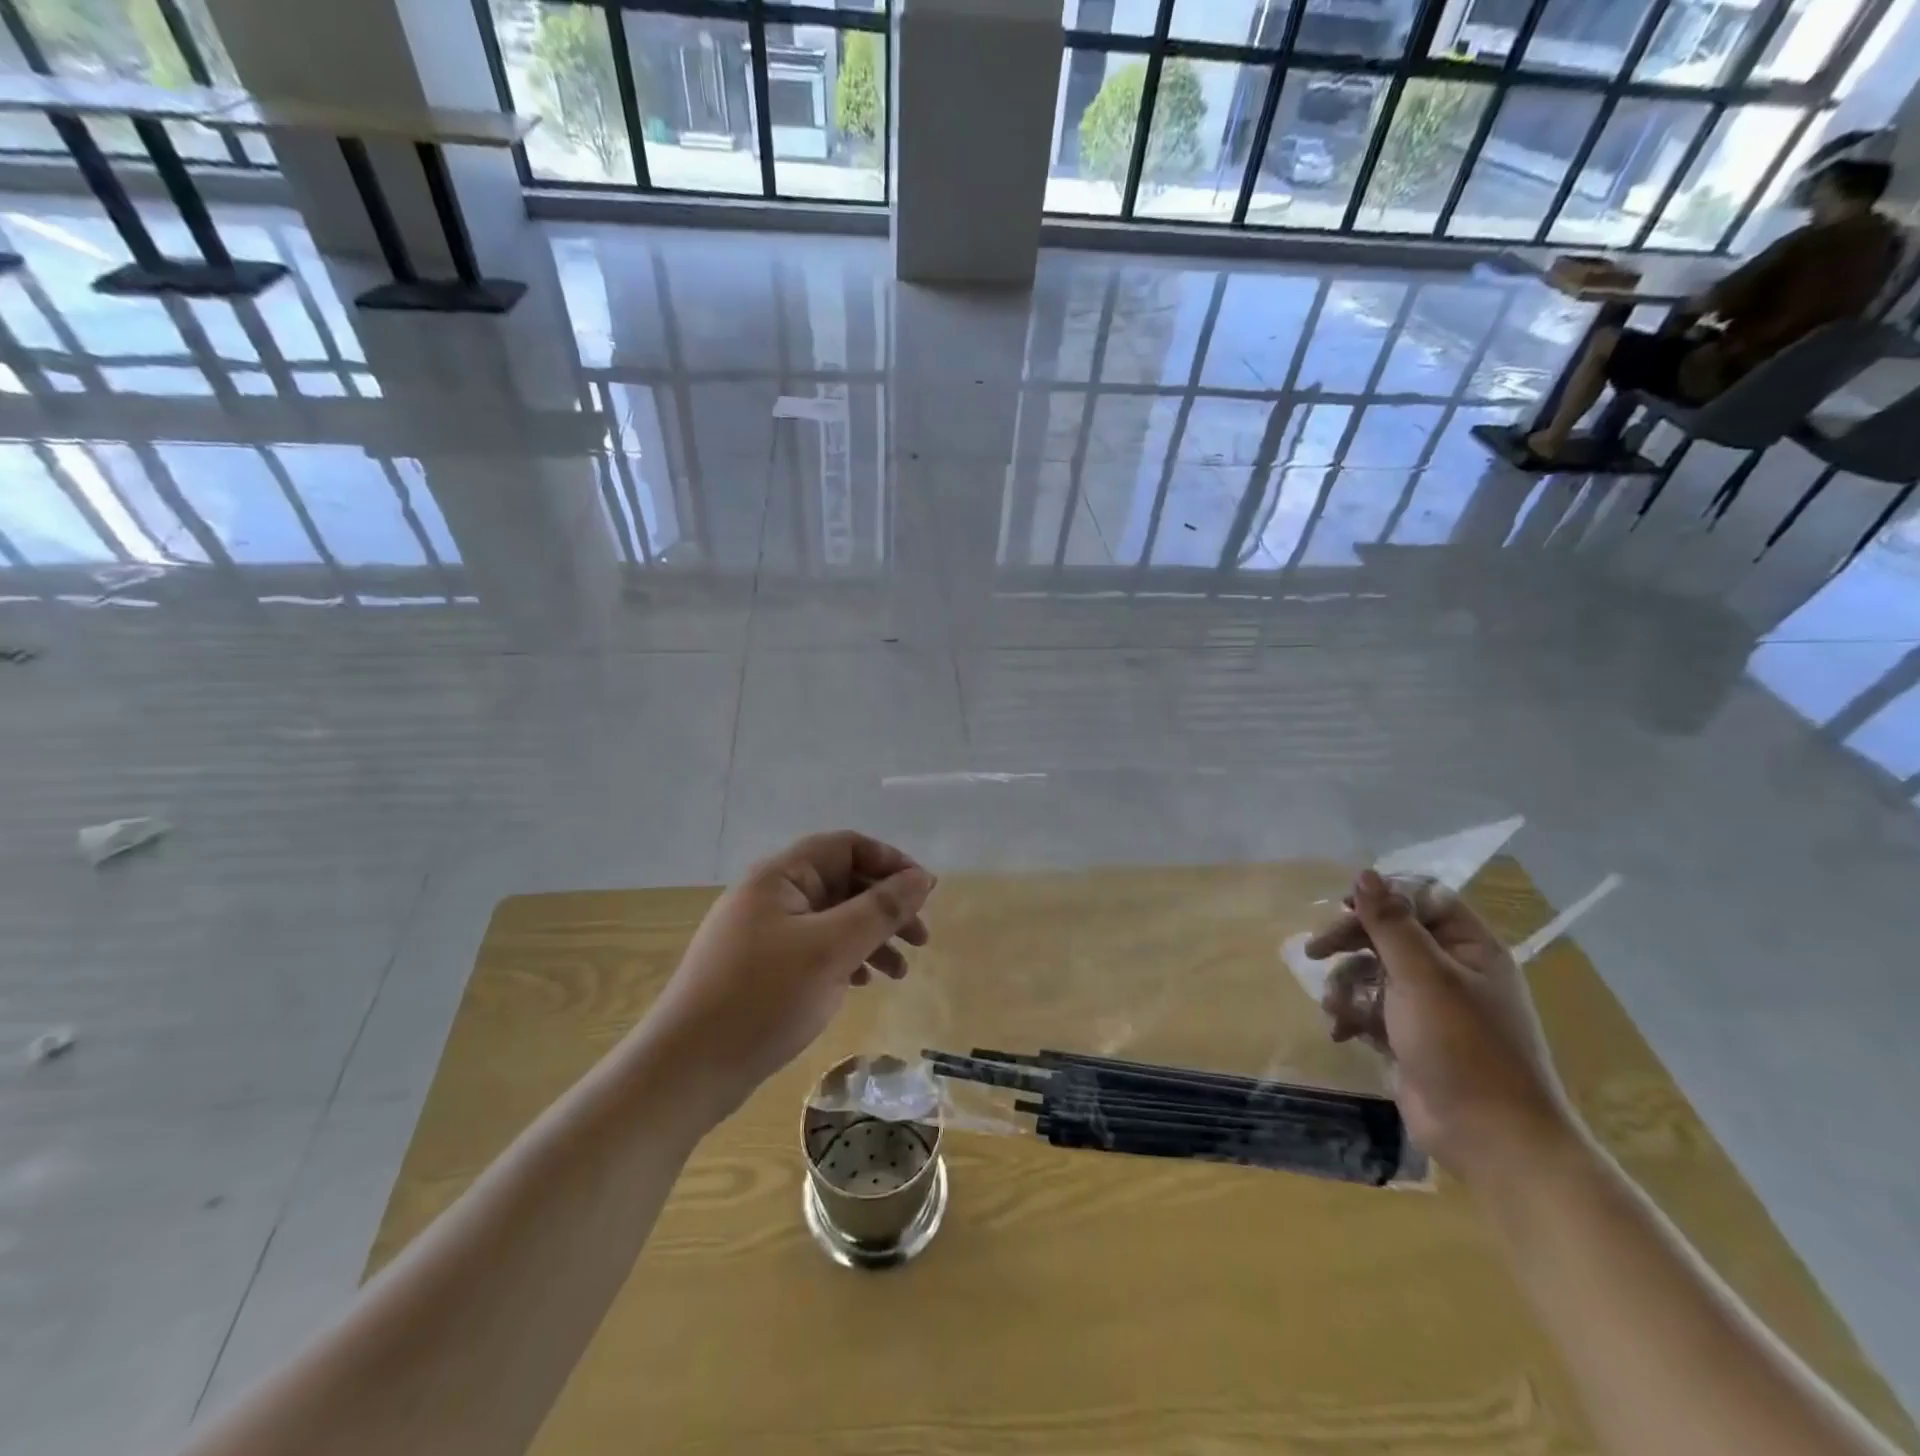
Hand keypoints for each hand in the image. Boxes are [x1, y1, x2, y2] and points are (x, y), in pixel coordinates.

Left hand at [643, 832, 935, 1125]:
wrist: (685, 1071)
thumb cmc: (763, 998)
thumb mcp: (832, 949)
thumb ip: (881, 909)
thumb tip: (923, 877)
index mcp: (781, 876)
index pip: (847, 846)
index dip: (890, 862)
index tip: (924, 894)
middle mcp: (771, 894)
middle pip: (842, 882)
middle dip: (885, 906)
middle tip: (920, 940)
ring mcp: (763, 932)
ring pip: (831, 918)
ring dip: (869, 937)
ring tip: (899, 973)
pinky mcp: (760, 967)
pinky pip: (814, 947)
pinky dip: (844, 959)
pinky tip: (860, 985)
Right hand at [1306, 869, 1575, 1184]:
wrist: (1491, 1138)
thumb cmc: (1463, 1047)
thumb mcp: (1422, 977)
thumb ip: (1390, 923)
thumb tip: (1365, 873)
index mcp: (1469, 948)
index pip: (1422, 899)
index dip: (1383, 897)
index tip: (1345, 906)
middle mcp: (1451, 970)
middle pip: (1389, 934)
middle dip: (1350, 941)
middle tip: (1314, 951)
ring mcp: (1430, 1006)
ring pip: (1373, 971)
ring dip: (1346, 984)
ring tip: (1334, 1006)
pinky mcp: (1410, 1036)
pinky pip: (1372, 1008)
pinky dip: (1353, 1014)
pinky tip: (1341, 1031)